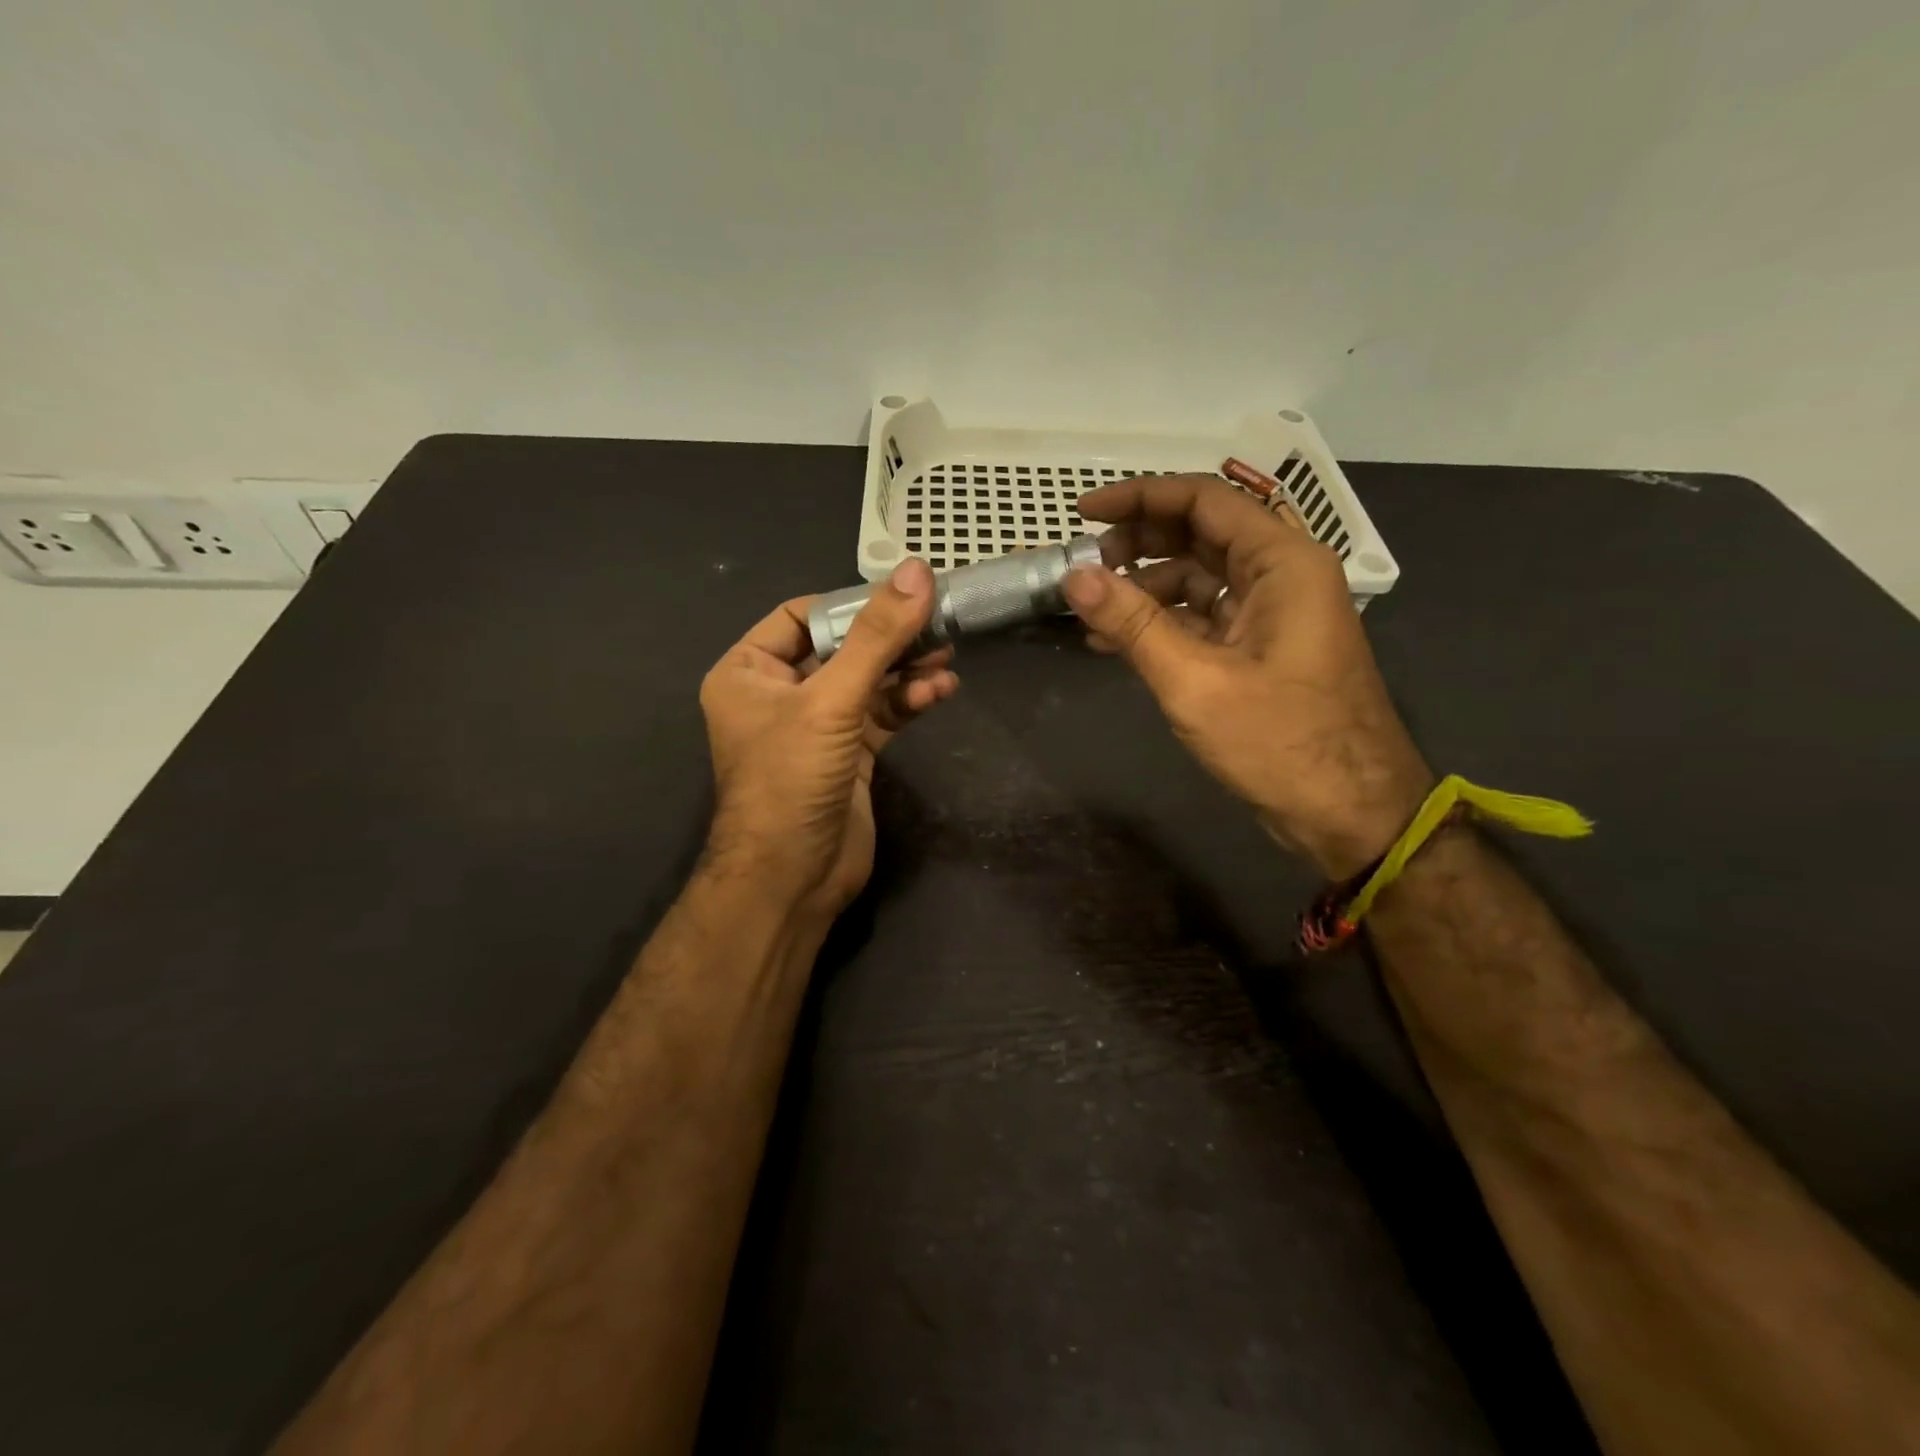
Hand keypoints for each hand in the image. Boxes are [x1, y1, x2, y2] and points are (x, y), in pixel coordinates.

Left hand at [699, 559, 959, 926]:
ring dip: (907, 669)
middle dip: (890, 638)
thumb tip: (918, 571)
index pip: (802, 616)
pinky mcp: (848, 755)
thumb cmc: (792, 779)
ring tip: (948, 656)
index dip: (852, 603)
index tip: (902, 595)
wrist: (792, 878)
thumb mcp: (831, 700)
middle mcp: (779, 693)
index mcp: (749, 671)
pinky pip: (881, 715)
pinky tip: (941, 691)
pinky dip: (909, 701)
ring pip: (867, 682)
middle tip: (939, 621)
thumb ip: (876, 638)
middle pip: (843, 648)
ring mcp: (816, 727)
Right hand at [1062, 475, 1431, 878]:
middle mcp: (1282, 575)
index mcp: (1283, 563)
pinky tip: (1117, 642)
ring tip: (1093, 614)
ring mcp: (1273, 614)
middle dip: (1139, 543)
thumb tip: (1074, 576)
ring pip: (1199, 576)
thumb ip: (1133, 623)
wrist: (1350, 814)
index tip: (1082, 512)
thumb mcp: (1195, 680)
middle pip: (1201, 533)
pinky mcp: (1260, 650)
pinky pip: (1204, 617)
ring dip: (1145, 588)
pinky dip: (1162, 623)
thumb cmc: (1279, 742)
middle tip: (1087, 568)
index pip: (1204, 500)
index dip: (1139, 497)